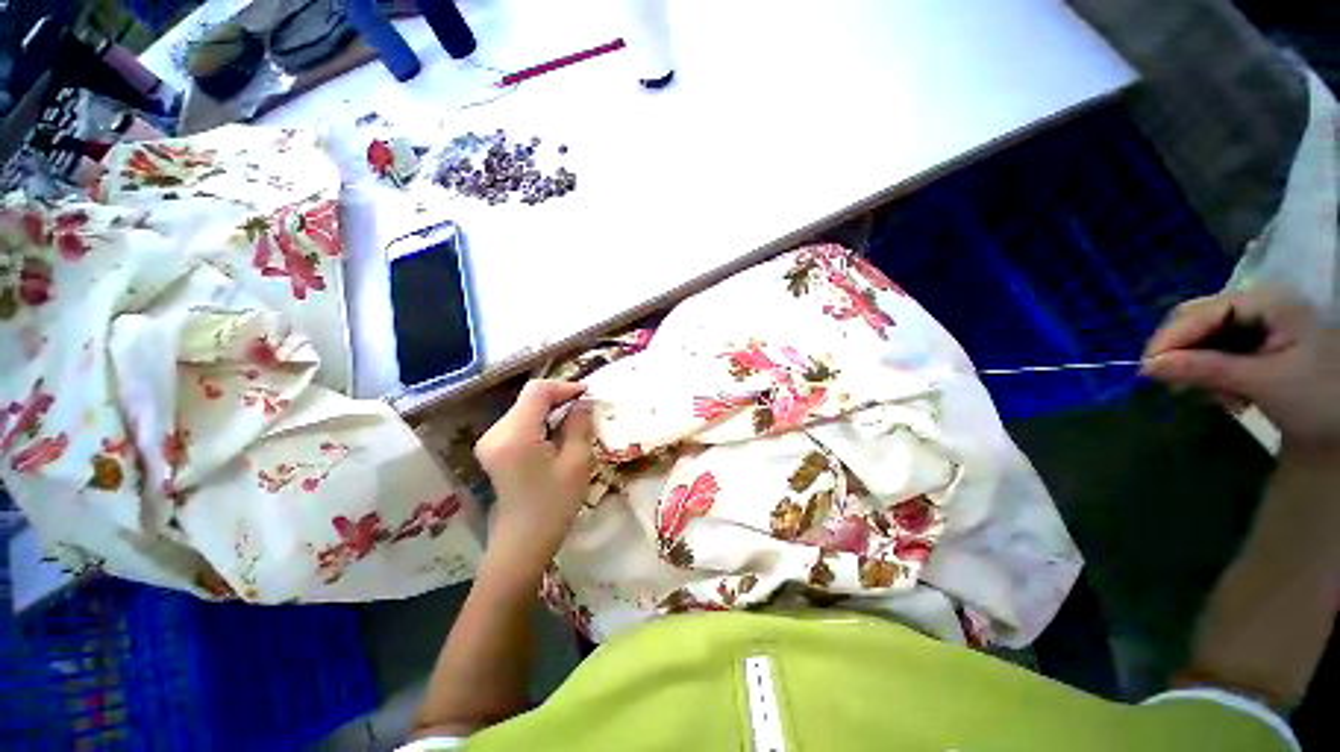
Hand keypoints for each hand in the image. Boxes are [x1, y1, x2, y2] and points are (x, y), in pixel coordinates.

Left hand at [475, 380, 593, 550]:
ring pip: (524, 408)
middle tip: (585, 407)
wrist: (523, 542)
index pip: (537, 391)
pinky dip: (540, 421)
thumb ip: (579, 425)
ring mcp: (490, 440)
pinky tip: (556, 433)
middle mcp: (496, 432)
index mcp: (515, 435)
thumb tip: (583, 403)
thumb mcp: (576, 462)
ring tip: (574, 420)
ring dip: (550, 409)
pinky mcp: (492, 449)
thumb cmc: (554, 504)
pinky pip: (519, 422)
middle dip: (558, 398)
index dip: (564, 386)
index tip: (588, 393)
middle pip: (529, 398)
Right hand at [1141, 289, 1339, 448]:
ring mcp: (1260, 322)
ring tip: (1208, 395)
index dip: (1170, 338)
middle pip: (1199, 320)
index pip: (1201, 312)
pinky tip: (1223, 393)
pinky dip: (1212, 372)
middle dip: (1181, 352)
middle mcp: (1259, 304)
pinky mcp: (1258, 341)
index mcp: (1267, 302)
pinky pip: (1218, 349)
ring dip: (1197, 366)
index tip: (1145, 371)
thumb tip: (1147, 368)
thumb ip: (1206, 370)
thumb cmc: (1317, 398)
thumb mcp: (1263, 384)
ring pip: (1205, 336)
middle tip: (1170, 385)